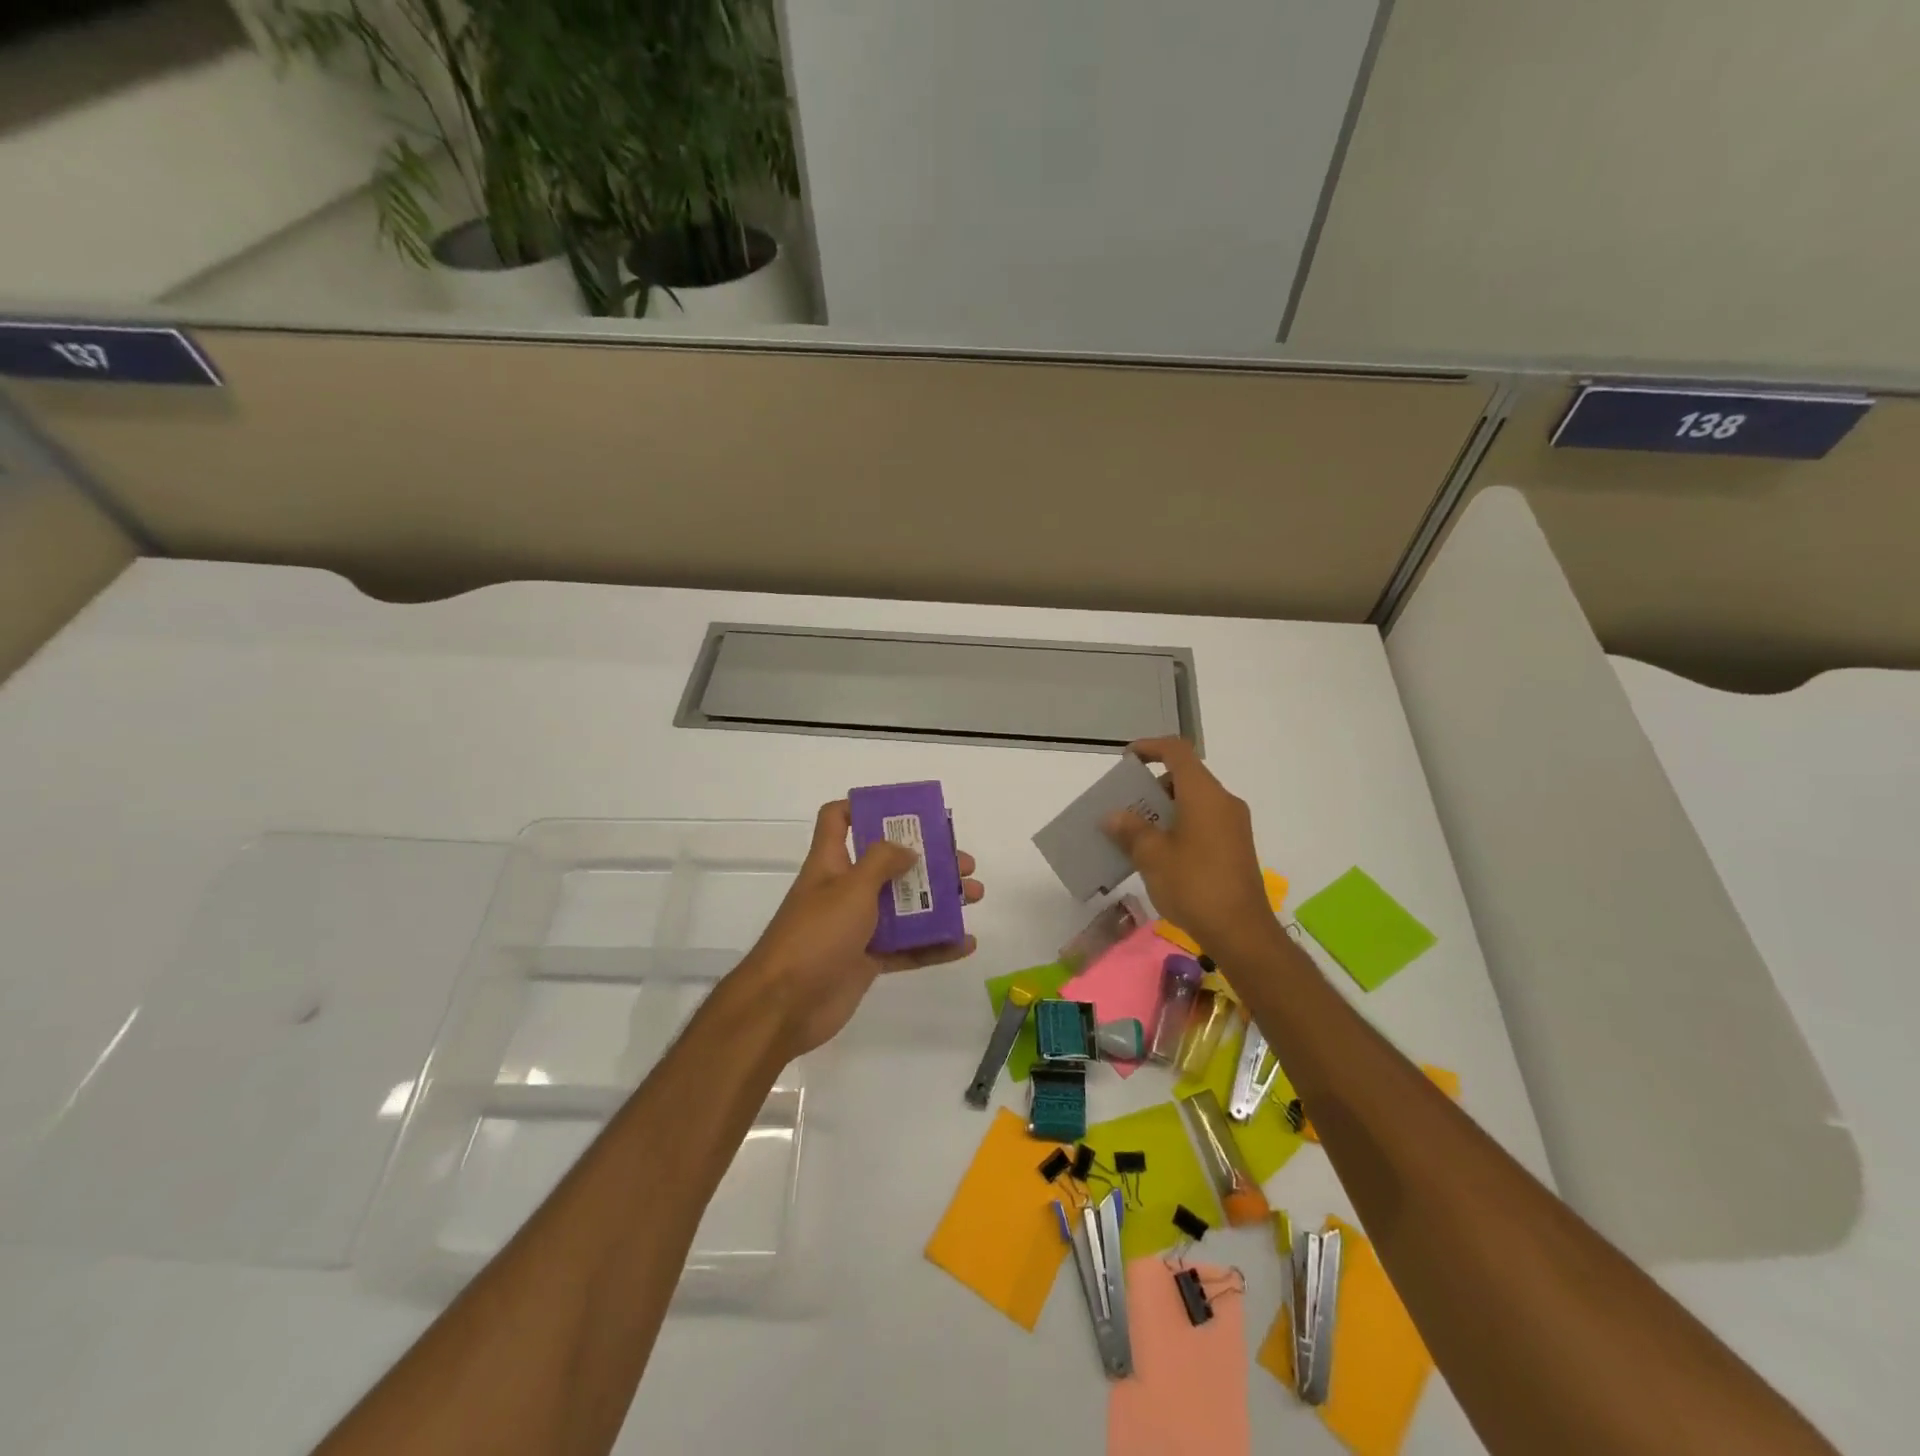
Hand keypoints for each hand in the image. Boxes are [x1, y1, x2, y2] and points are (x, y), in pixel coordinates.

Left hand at [738, 799, 982, 1056]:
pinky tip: (965, 943)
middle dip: (927, 859)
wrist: (784, 1006)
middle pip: (889, 863)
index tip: (903, 811)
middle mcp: (845, 890)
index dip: (863, 807)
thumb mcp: (850, 887)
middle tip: (962, 863)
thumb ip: (882, 861)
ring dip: (940, 900)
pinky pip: (908, 948)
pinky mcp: (868, 961)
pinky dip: (936, 945)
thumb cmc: (815, 935)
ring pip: (904, 906)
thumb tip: (907, 849)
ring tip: (974, 895)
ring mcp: (857, 927)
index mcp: (832, 862)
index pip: (838, 819)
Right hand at [1103, 737, 1271, 955]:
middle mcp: (1223, 802)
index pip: (1177, 751)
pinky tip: (1159, 853)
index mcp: (1204, 794)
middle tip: (1126, 805)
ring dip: (1164, 809)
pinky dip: (1179, 825)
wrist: (1241, 932)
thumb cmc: (1194, 885)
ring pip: (1194, 801)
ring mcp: (1234, 825)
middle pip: (1185, 777)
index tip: (1126, 760)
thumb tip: (1113, 816)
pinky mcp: (1236, 847)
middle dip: (1152, 786)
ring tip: (1136, 831)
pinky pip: (1203, 822)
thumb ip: (1130, 830)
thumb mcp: (1152, 856)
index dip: (1150, 747)